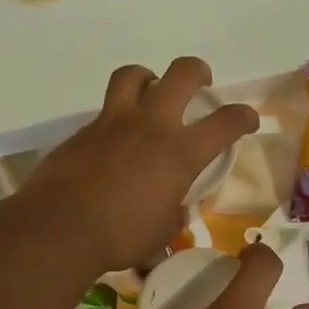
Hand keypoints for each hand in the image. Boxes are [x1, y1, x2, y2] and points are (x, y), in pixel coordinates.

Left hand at [21, 57, 258, 273]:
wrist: (60, 227)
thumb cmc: (120, 236)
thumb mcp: (162, 232)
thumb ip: (174, 212)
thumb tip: (176, 207)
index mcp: (180, 152)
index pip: (226, 122)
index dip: (244, 116)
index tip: (248, 120)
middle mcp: (151, 125)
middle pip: (182, 73)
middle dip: (198, 72)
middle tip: (200, 84)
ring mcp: (114, 122)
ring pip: (134, 75)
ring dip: (148, 78)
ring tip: (150, 93)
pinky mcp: (84, 130)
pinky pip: (105, 109)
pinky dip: (116, 116)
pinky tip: (114, 139)